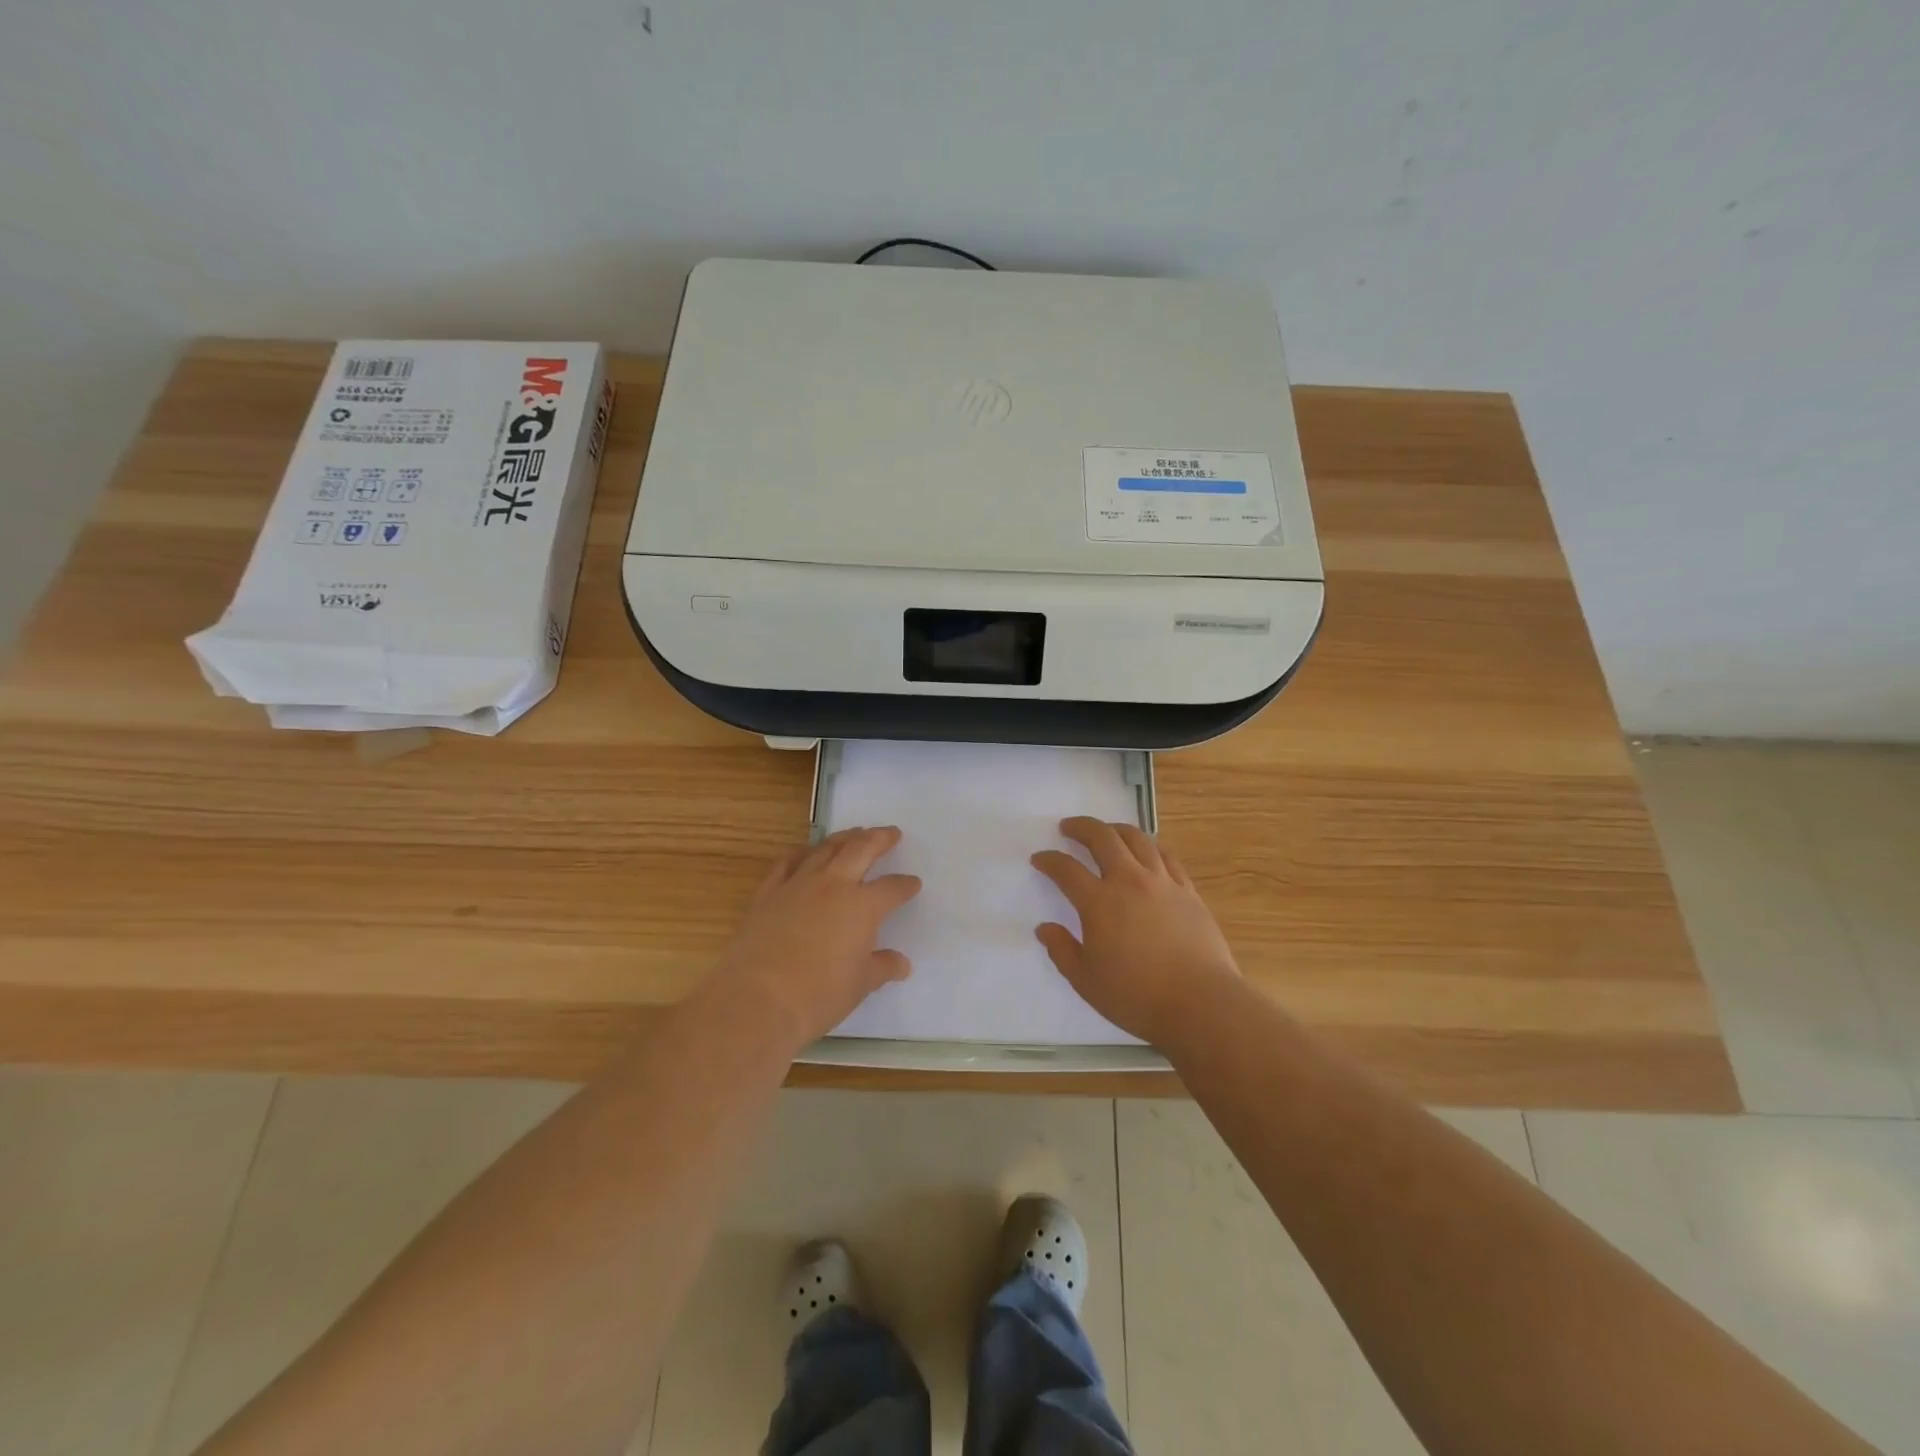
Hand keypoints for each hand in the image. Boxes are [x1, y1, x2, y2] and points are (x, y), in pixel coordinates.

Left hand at [710, 826, 921, 1047]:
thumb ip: (882, 967)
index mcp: (863, 906)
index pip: (892, 888)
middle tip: (891, 833)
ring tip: (854, 834)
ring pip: (825, 849)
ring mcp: (798, 884)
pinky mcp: (768, 892)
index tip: (913, 883)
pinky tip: (806, 853)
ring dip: (844, 838)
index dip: (905, 885)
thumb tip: (901, 963)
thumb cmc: (818, 995)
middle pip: (861, 849)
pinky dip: (801, 852)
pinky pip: (787, 862)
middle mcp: (833, 885)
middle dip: (879, 839)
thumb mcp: (860, 985)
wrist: (756, 1000)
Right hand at [1031, 817, 1241, 1047]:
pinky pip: (1166, 857)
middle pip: (1102, 838)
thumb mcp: (1086, 981)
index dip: (1049, 861)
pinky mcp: (1188, 891)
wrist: (1201, 1004)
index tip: (1039, 859)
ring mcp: (1162, 883)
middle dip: (1081, 827)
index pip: (1066, 869)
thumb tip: (1045, 928)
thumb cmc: (1137, 997)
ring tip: (1106, 831)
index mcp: (1099, 902)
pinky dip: (1150, 847)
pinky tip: (1146, 852)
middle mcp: (1129, 881)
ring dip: (1116, 829)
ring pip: (1137, 839)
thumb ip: (1062, 950)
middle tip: (1069, 827)